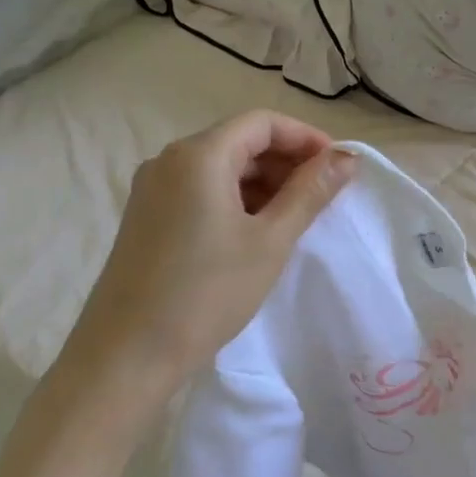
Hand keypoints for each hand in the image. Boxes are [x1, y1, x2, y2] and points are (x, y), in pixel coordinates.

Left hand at [64, 111, 356, 390]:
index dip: (305, 138)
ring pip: (219, 168)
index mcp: (198, 155)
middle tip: (322, 197)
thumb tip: (347, 159)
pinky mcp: (146, 217)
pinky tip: (255, 233)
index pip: (261, 122)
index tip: (337, 168)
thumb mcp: (269, 242)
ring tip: (294, 219)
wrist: (128, 354)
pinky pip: (199, 191)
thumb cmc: (207, 293)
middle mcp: (169, 160)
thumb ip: (310, 193)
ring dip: (262, 183)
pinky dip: (235, 200)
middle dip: (285, 162)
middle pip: (239, 141)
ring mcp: (152, 190)